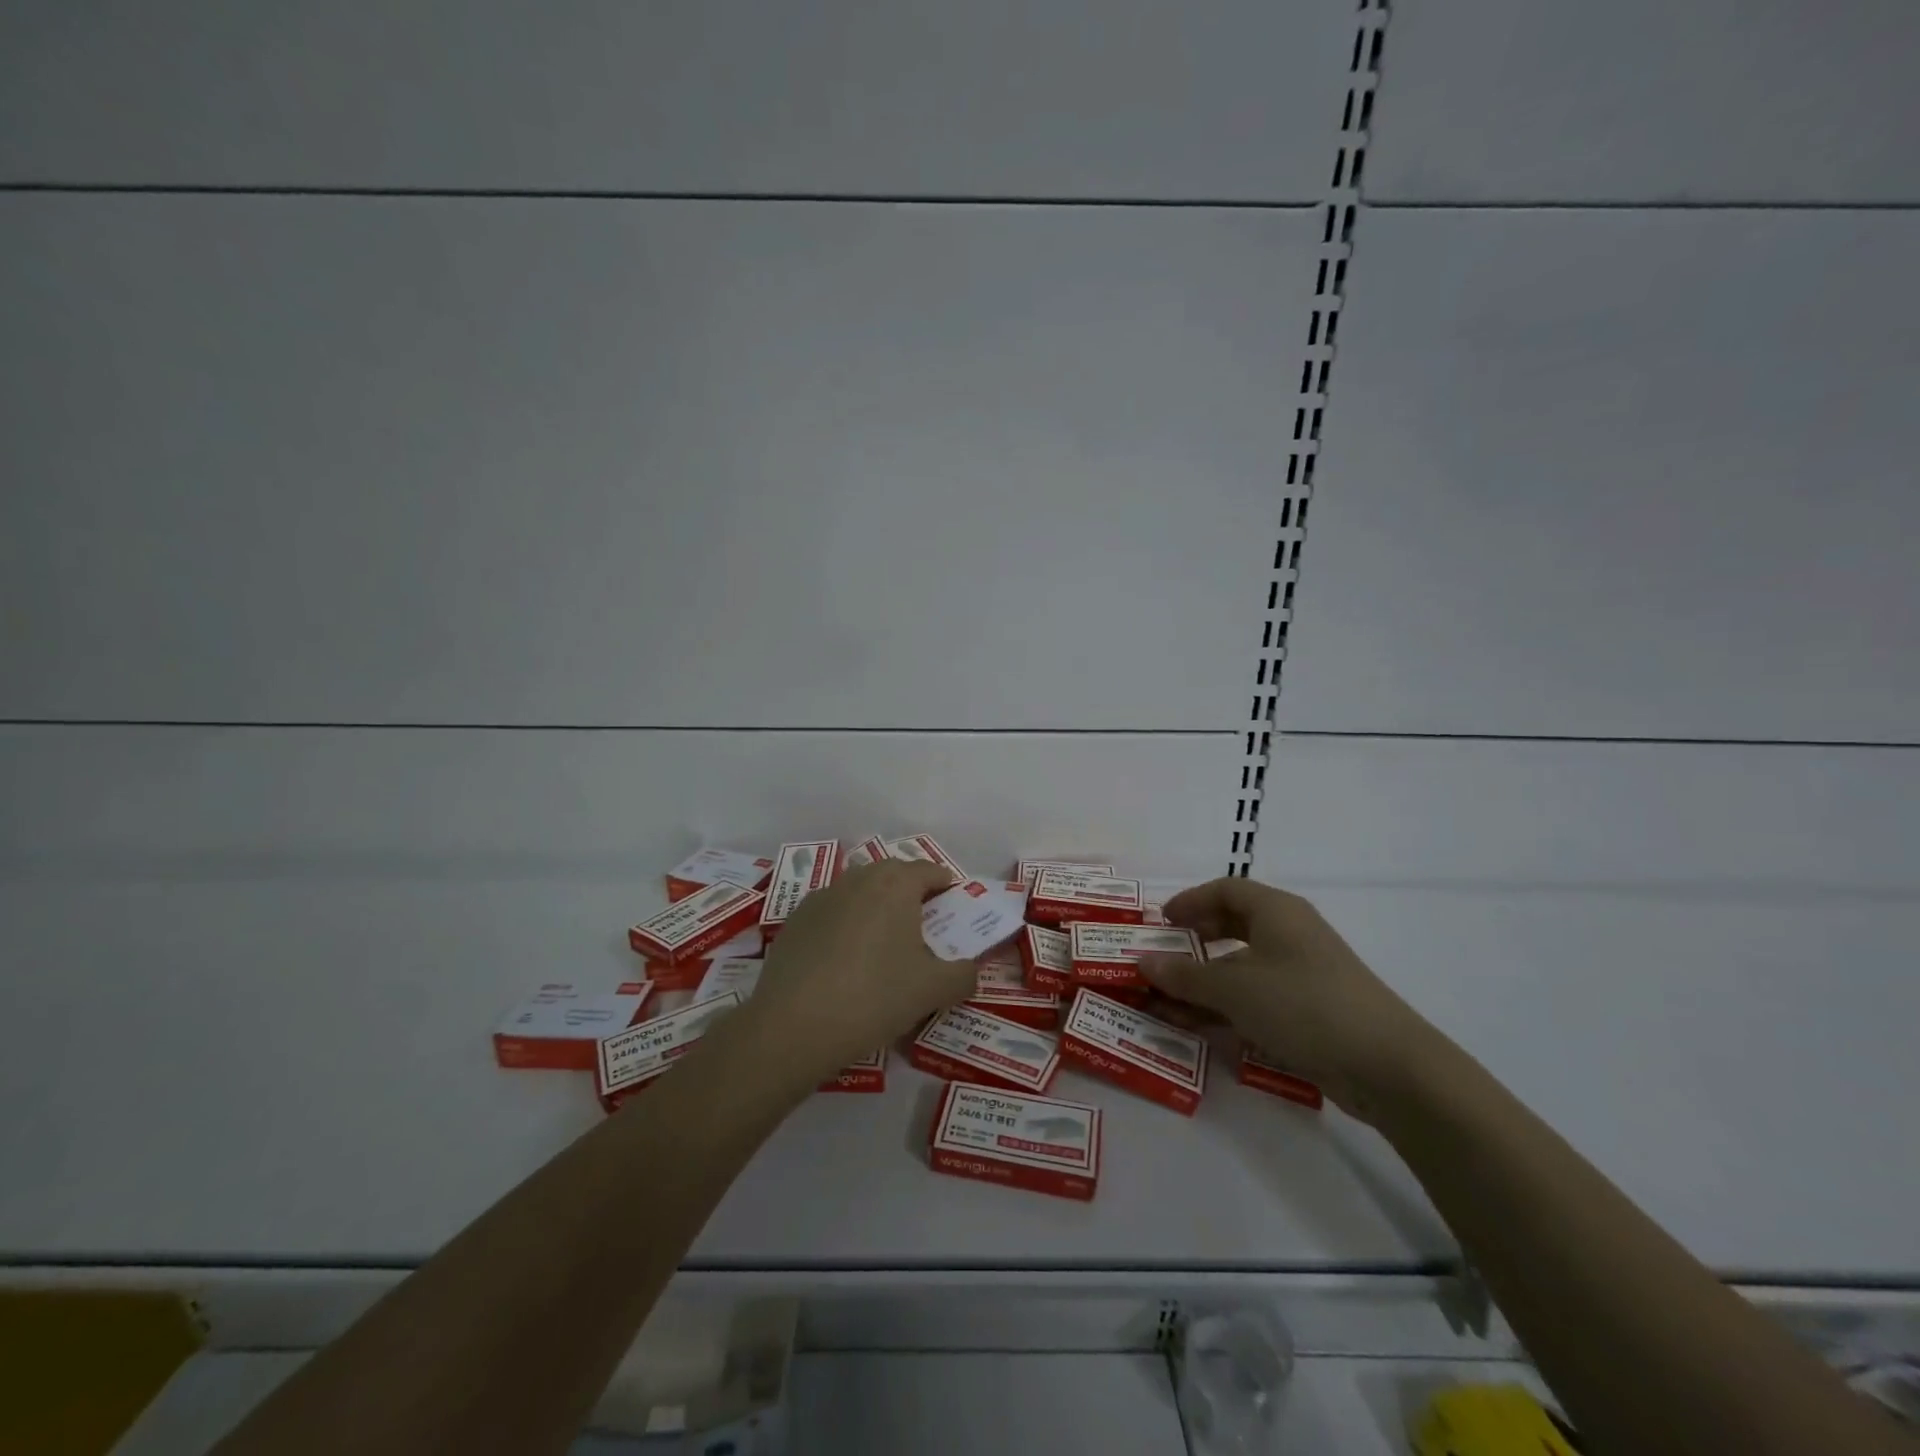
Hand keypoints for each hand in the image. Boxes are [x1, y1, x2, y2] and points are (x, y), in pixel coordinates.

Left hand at [738, 860, 975, 1082]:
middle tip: (922, 930)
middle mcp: (858, 878)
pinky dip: (844, 928)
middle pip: (893, 876)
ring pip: (859, 892)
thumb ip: (963, 976)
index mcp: (896, 883)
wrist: (793, 1025)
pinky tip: (843, 964)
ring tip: (882, 948)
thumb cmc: (875, 997)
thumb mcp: (934, 990)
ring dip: (875, 909)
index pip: (929, 870)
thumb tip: (968, 971)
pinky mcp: (794, 921)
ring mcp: (821, 897)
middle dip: (910, 895)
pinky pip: (831, 914)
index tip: (954, 909)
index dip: (946, 886)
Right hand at [1138, 877, 1443, 1119]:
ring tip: (1166, 1004)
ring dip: (1204, 983)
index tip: (1161, 922)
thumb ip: (1185, 975)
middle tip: (1162, 959)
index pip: (1225, 890)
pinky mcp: (1311, 1011)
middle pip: (1233, 926)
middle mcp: (1290, 935)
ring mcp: (1302, 975)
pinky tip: (1200, 1029)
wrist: (1389, 1067)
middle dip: (1194, 943)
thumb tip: (1143, 961)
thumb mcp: (1235, 989)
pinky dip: (1226, 1008)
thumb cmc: (1305, 1006)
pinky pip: (1257, 999)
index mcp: (1276, 912)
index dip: (1190, 901)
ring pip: (1242, 967)